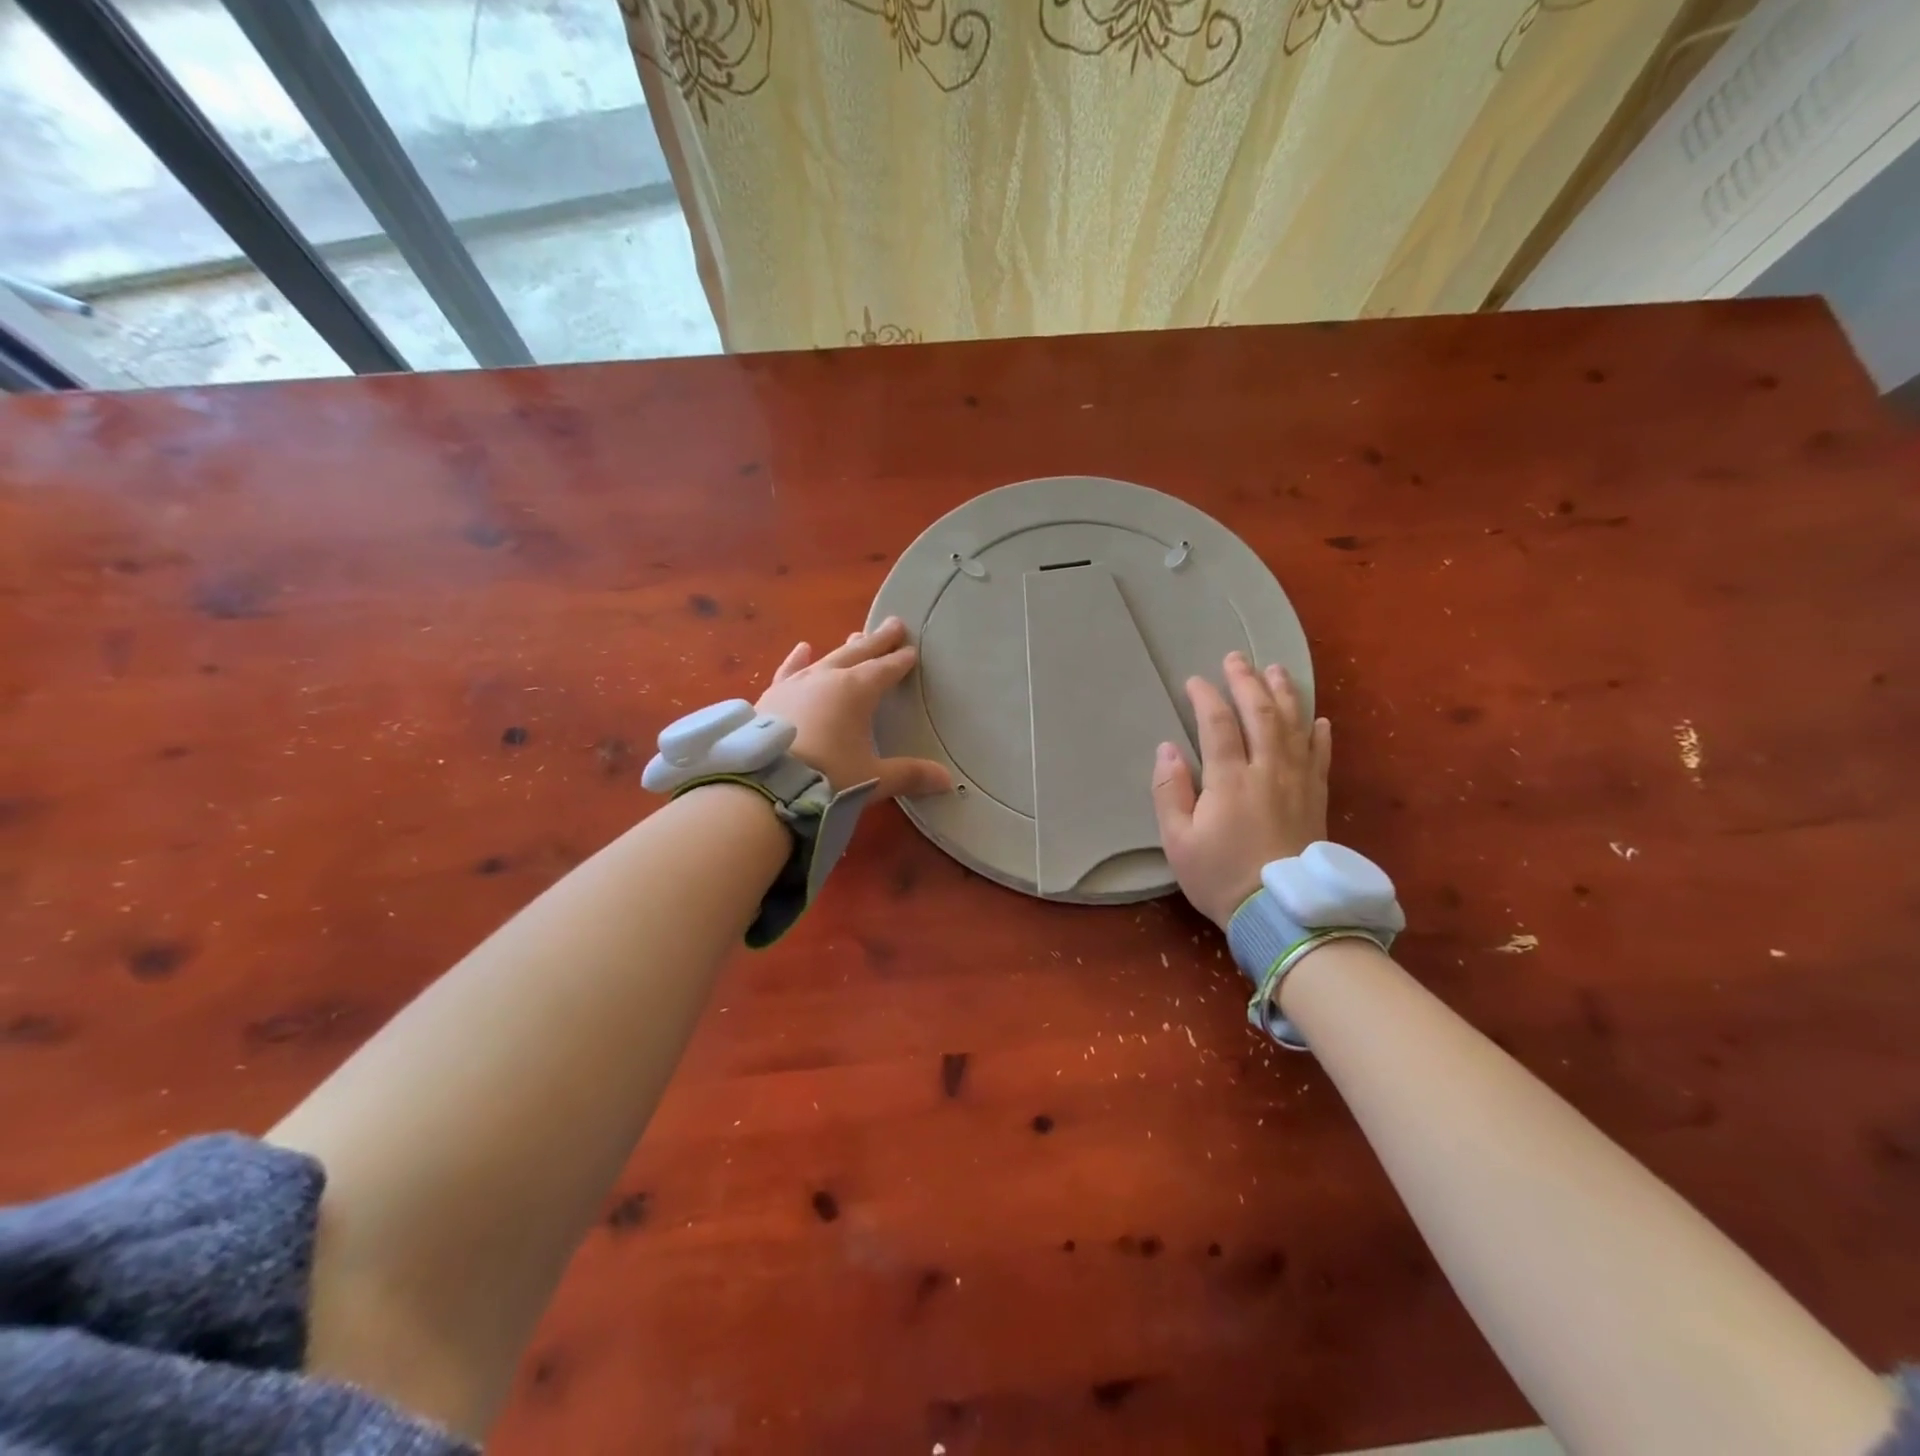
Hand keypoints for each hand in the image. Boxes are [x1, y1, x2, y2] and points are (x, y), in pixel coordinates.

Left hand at [757, 617, 952, 799]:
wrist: (764, 787)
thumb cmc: (828, 779)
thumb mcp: (873, 779)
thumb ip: (909, 774)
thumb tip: (946, 780)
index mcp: (856, 691)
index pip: (885, 670)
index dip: (900, 661)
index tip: (911, 650)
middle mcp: (827, 679)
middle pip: (858, 654)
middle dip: (877, 641)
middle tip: (893, 624)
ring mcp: (796, 685)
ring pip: (826, 659)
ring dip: (844, 649)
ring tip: (855, 636)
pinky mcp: (771, 697)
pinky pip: (788, 671)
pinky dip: (797, 660)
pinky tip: (801, 649)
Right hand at [1150, 652, 1330, 928]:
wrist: (1283, 912)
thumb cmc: (1221, 877)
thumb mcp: (1178, 840)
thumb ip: (1169, 791)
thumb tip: (1168, 749)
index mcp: (1230, 780)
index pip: (1218, 724)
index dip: (1206, 697)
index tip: (1195, 681)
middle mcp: (1268, 770)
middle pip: (1261, 713)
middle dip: (1246, 681)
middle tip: (1236, 658)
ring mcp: (1298, 782)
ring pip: (1294, 726)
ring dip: (1284, 694)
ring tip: (1275, 669)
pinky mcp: (1317, 798)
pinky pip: (1320, 756)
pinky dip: (1319, 733)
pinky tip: (1318, 718)